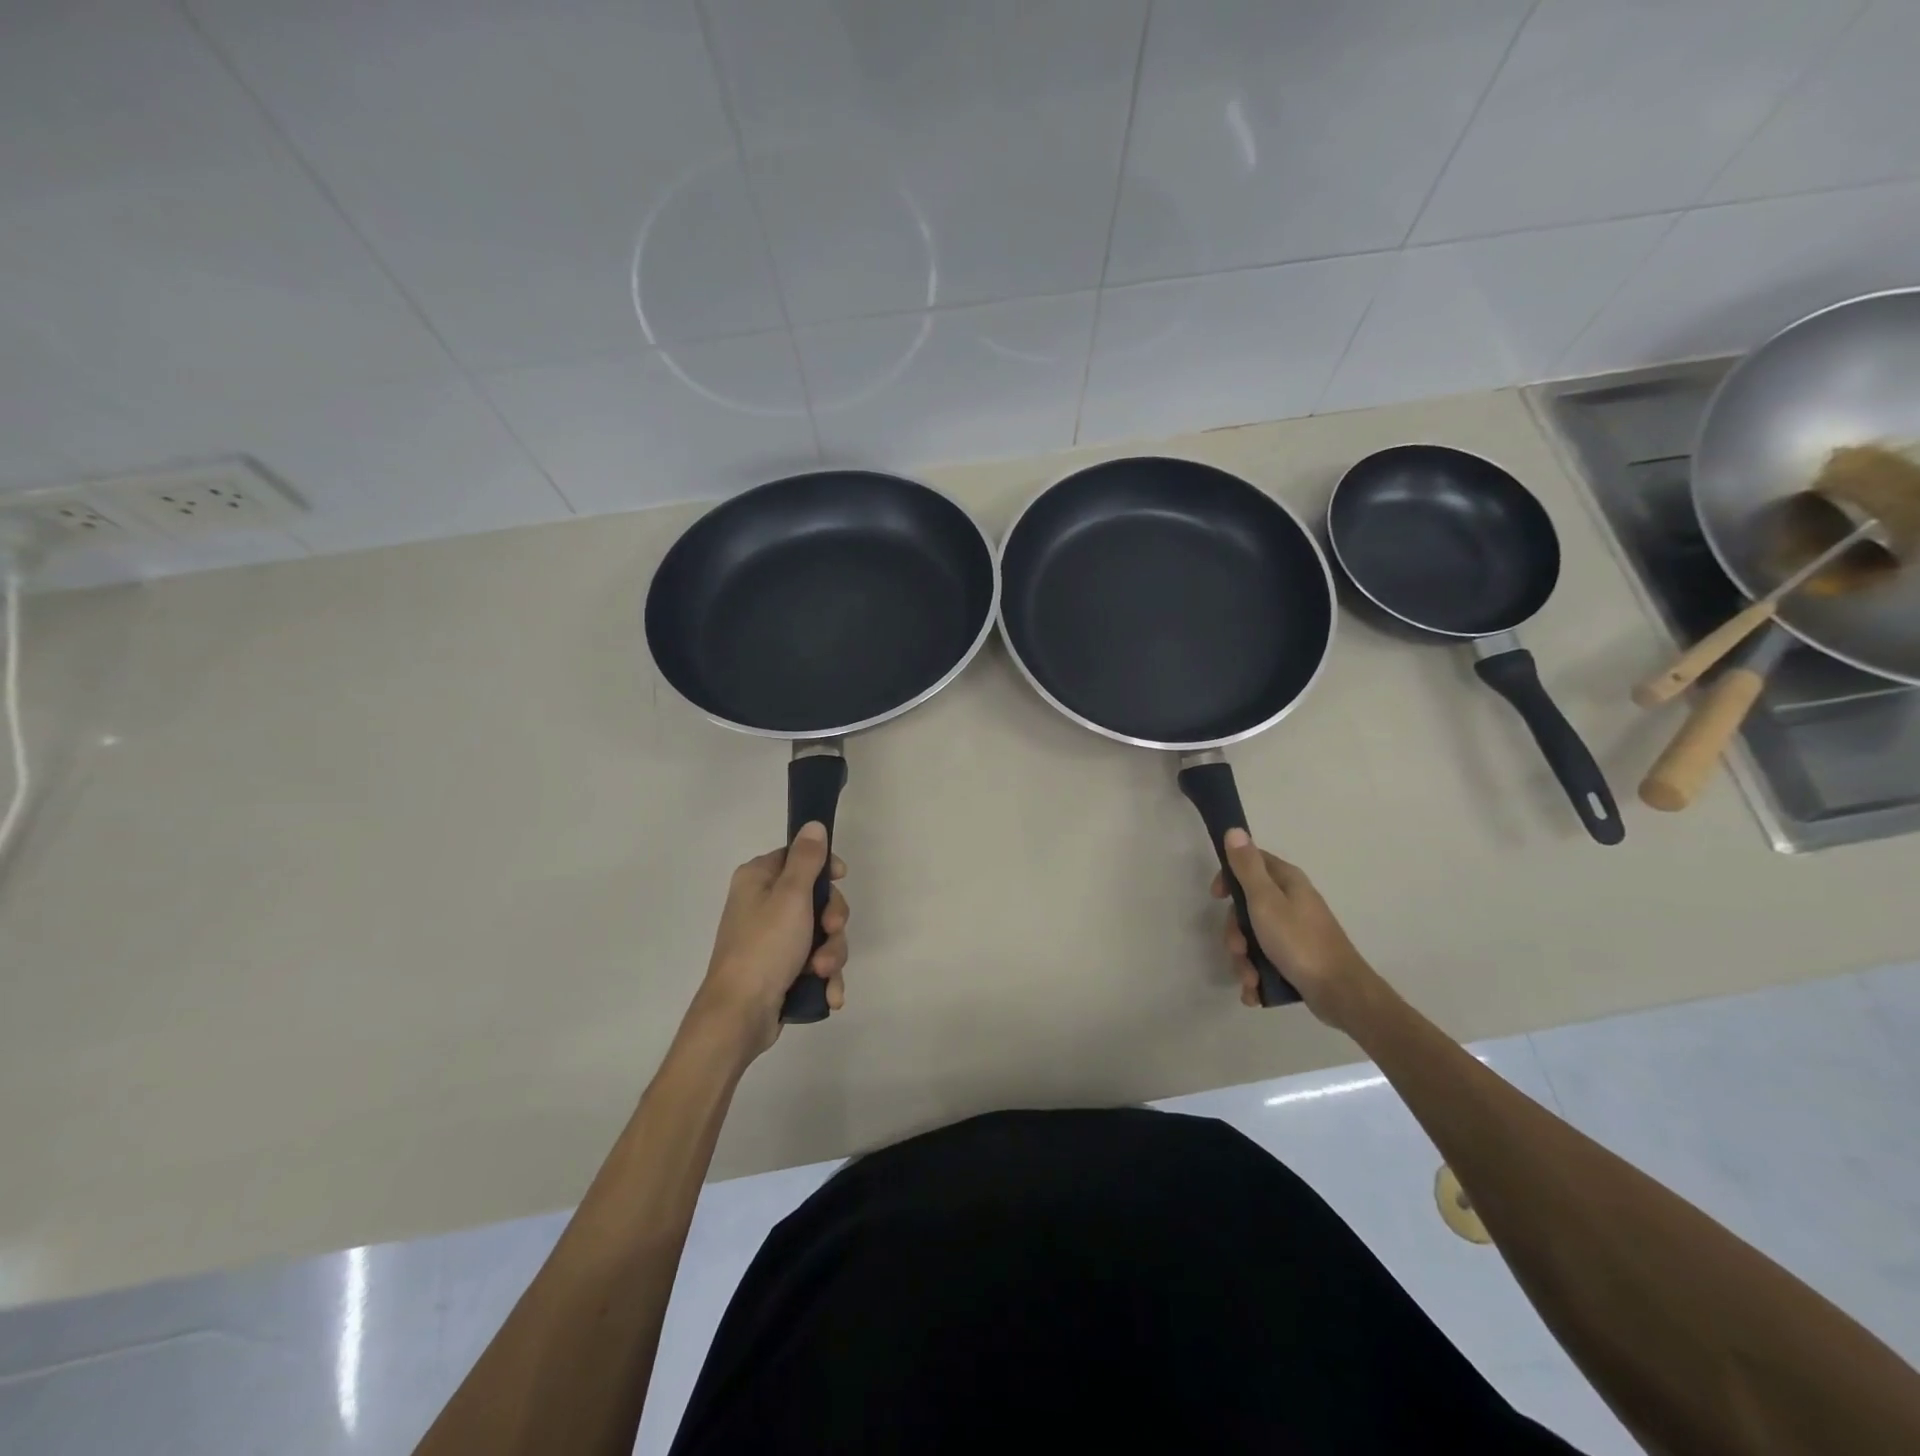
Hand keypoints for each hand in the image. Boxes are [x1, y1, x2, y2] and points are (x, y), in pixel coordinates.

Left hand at [689, 822, 848, 1062]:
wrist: (740, 1015)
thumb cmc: (765, 947)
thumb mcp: (791, 896)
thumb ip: (807, 858)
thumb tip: (812, 824)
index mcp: (758, 879)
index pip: (798, 857)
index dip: (824, 868)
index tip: (840, 878)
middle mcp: (763, 905)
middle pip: (816, 898)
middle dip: (832, 921)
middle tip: (829, 932)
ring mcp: (772, 940)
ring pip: (821, 934)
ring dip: (831, 953)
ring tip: (822, 972)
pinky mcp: (781, 970)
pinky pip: (814, 963)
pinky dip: (824, 977)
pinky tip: (829, 993)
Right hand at [1212, 829, 1382, 1032]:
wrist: (1340, 993)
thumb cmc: (1299, 941)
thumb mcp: (1265, 901)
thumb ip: (1247, 867)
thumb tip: (1235, 830)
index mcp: (1287, 882)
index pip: (1251, 863)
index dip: (1229, 877)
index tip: (1217, 897)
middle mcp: (1291, 902)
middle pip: (1246, 907)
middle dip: (1235, 933)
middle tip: (1239, 949)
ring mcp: (1294, 932)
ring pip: (1253, 938)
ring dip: (1244, 960)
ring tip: (1250, 979)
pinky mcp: (1295, 958)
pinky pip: (1265, 960)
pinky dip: (1256, 975)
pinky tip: (1255, 991)